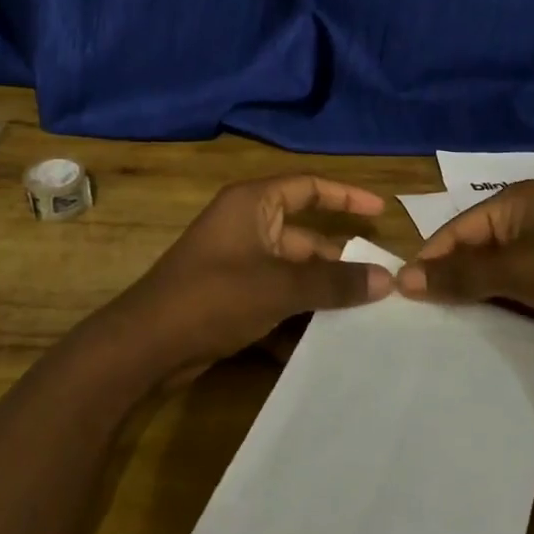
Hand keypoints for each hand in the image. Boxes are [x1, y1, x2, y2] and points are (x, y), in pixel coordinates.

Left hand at [106, 175, 393, 378]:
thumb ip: (333, 282)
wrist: (146, 346)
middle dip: (339, 262)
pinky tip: (324, 344)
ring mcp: (237, 264)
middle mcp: (246, 227)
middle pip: (305, 237)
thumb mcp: (279, 287)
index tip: (381, 212)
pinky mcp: (231, 298)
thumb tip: (386, 279)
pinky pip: (276, 300)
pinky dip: (296, 318)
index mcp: (253, 205)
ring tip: (365, 317)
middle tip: (382, 285)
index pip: (308, 187)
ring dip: (321, 294)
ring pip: (292, 273)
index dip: (346, 196)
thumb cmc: (214, 297)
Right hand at [393, 179, 533, 359]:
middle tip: (426, 314)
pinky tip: (490, 330)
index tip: (405, 293)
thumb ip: (460, 275)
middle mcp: (533, 218)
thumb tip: (403, 279)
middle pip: (477, 249)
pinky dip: (506, 307)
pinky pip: (523, 290)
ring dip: (479, 296)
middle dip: (454, 279)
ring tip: (451, 326)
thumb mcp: (517, 270)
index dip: (432, 258)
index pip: (459, 228)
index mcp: (519, 201)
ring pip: (499, 273)